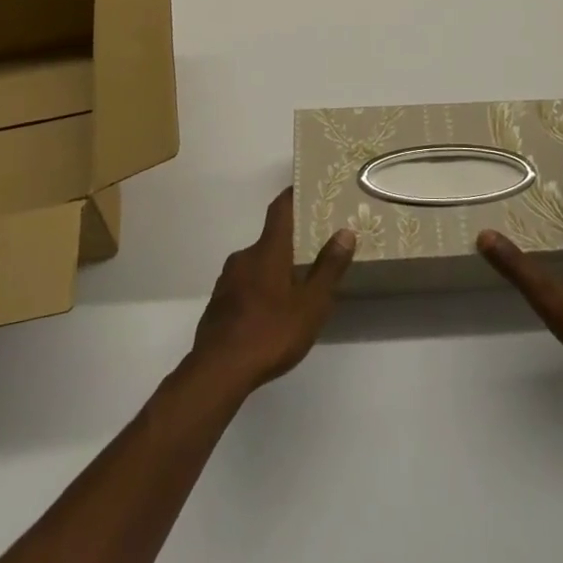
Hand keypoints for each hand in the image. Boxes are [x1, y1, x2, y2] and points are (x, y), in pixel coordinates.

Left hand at [191, 187, 355, 391]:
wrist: (218, 372)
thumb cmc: (271, 332)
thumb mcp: (311, 304)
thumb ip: (328, 268)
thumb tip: (345, 232)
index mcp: (268, 250)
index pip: (280, 209)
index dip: (292, 196)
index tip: (306, 190)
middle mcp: (244, 257)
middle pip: (269, 240)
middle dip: (289, 244)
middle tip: (311, 254)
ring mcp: (227, 281)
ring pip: (255, 265)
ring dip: (273, 271)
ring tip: (294, 289)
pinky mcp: (217, 305)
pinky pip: (243, 287)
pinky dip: (258, 291)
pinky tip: (270, 315)